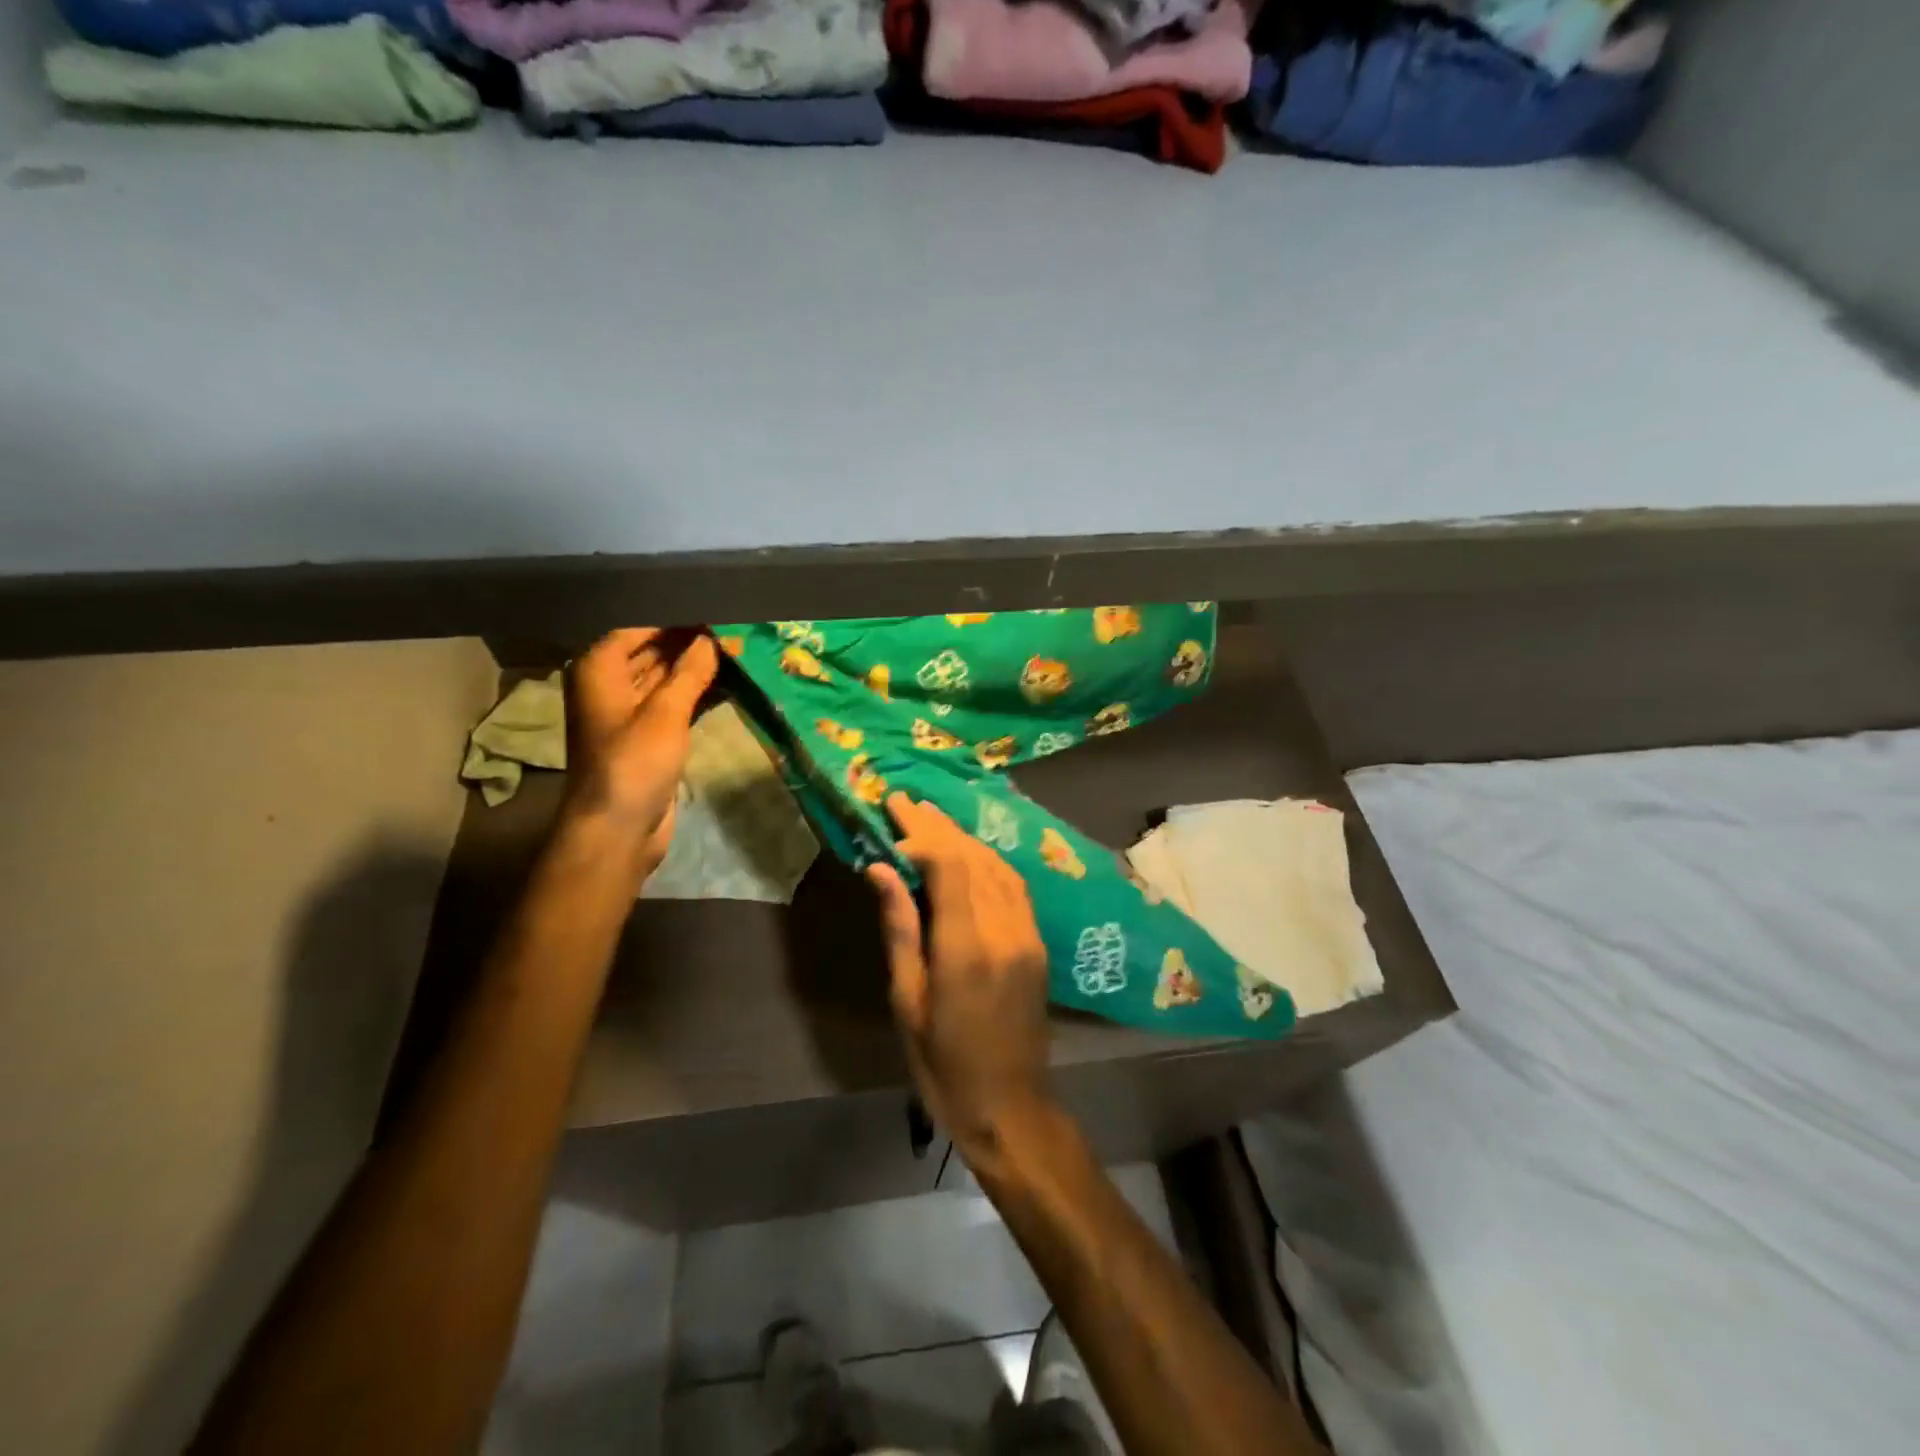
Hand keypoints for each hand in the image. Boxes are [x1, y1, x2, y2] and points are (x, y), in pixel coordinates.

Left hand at [562, 628, 717, 872]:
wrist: (618, 828)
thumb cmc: (633, 763)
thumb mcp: (665, 713)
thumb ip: (689, 672)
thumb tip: (710, 640)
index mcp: (598, 671)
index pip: (637, 628)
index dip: (673, 618)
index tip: (711, 607)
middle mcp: (609, 686)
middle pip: (650, 651)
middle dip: (687, 641)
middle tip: (730, 626)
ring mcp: (629, 713)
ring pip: (664, 678)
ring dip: (694, 667)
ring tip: (735, 649)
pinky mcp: (648, 737)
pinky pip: (673, 704)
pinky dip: (695, 693)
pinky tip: (727, 683)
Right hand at [867, 794, 1052, 1154]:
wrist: (1011, 1105)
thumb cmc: (942, 1063)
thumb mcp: (907, 999)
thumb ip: (900, 927)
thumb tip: (881, 869)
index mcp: (966, 948)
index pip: (949, 865)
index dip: (921, 833)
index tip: (892, 812)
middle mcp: (1004, 930)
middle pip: (973, 858)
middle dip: (937, 825)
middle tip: (905, 799)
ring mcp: (1027, 934)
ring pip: (997, 865)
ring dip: (962, 837)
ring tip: (930, 816)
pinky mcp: (1037, 942)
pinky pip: (1012, 885)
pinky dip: (986, 860)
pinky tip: (966, 851)